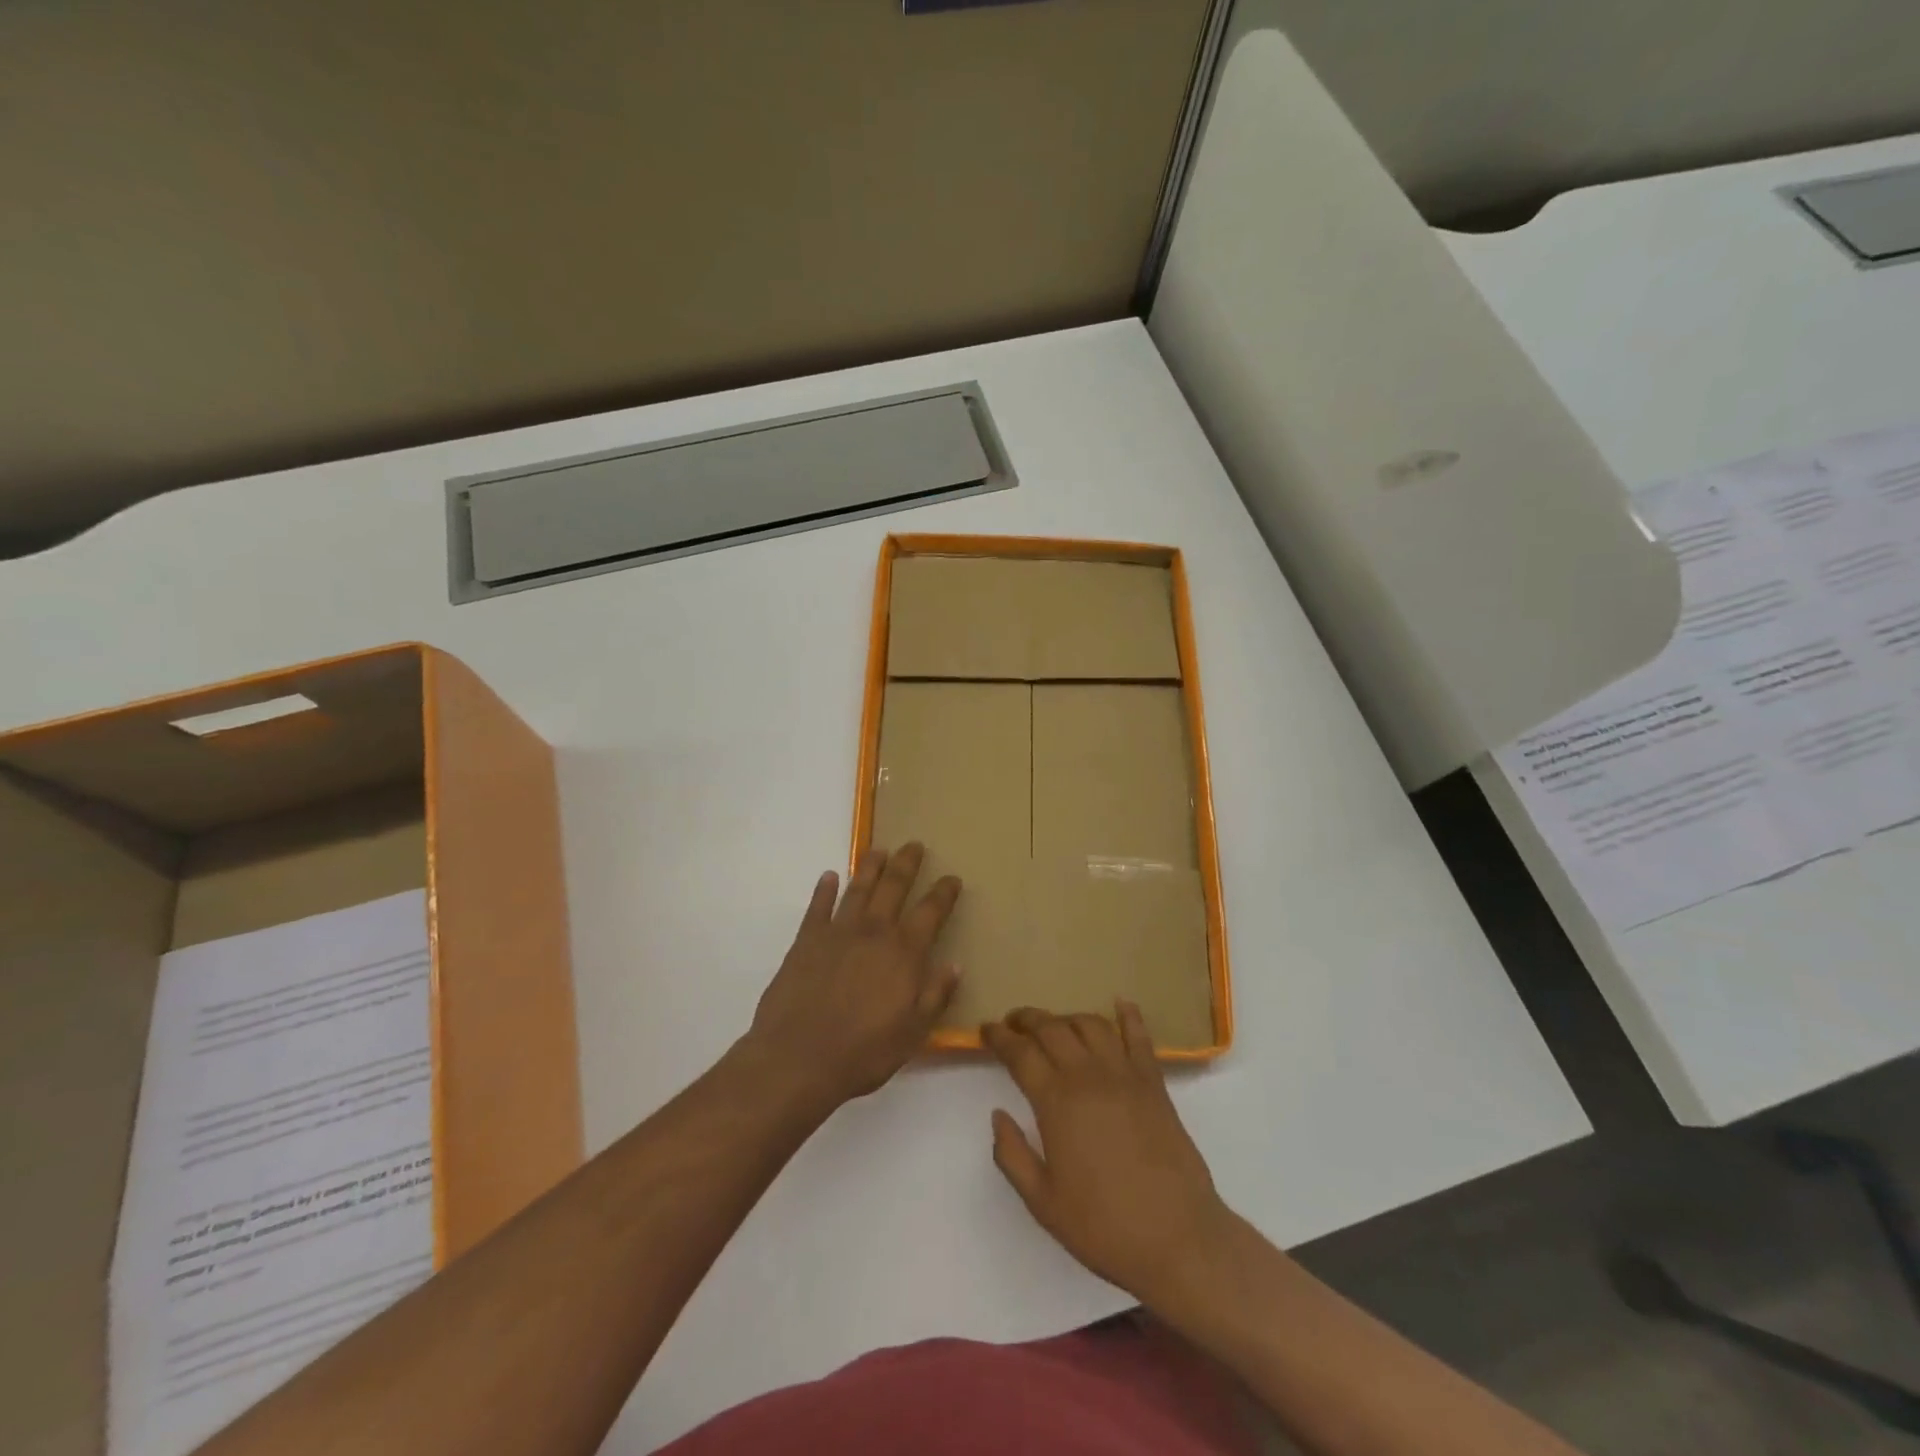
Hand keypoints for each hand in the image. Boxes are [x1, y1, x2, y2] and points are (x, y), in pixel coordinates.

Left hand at [743, 843, 961, 1112]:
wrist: (798, 1059)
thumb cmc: (864, 1053)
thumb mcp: (913, 1033)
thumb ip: (936, 995)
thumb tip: (955, 964)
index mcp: (904, 953)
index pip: (931, 912)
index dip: (944, 893)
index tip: (953, 878)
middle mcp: (874, 932)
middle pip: (894, 887)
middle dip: (907, 864)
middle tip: (915, 845)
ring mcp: (837, 933)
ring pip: (858, 889)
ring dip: (870, 866)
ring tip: (879, 850)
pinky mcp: (806, 941)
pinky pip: (818, 907)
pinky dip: (824, 890)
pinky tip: (828, 876)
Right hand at [984, 1003, 1233, 1309]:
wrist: (1178, 1239)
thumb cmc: (1104, 1227)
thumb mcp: (1043, 1203)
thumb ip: (1012, 1156)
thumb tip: (998, 1115)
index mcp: (1056, 1102)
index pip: (1020, 1053)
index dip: (999, 1036)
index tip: (986, 1029)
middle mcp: (1088, 1076)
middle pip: (1052, 1028)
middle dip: (1027, 1019)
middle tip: (1012, 1021)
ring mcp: (1125, 1075)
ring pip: (1090, 1024)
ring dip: (1067, 1017)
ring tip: (1055, 1024)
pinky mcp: (1154, 1083)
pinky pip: (1139, 1037)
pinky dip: (1128, 1015)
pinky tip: (1120, 1003)